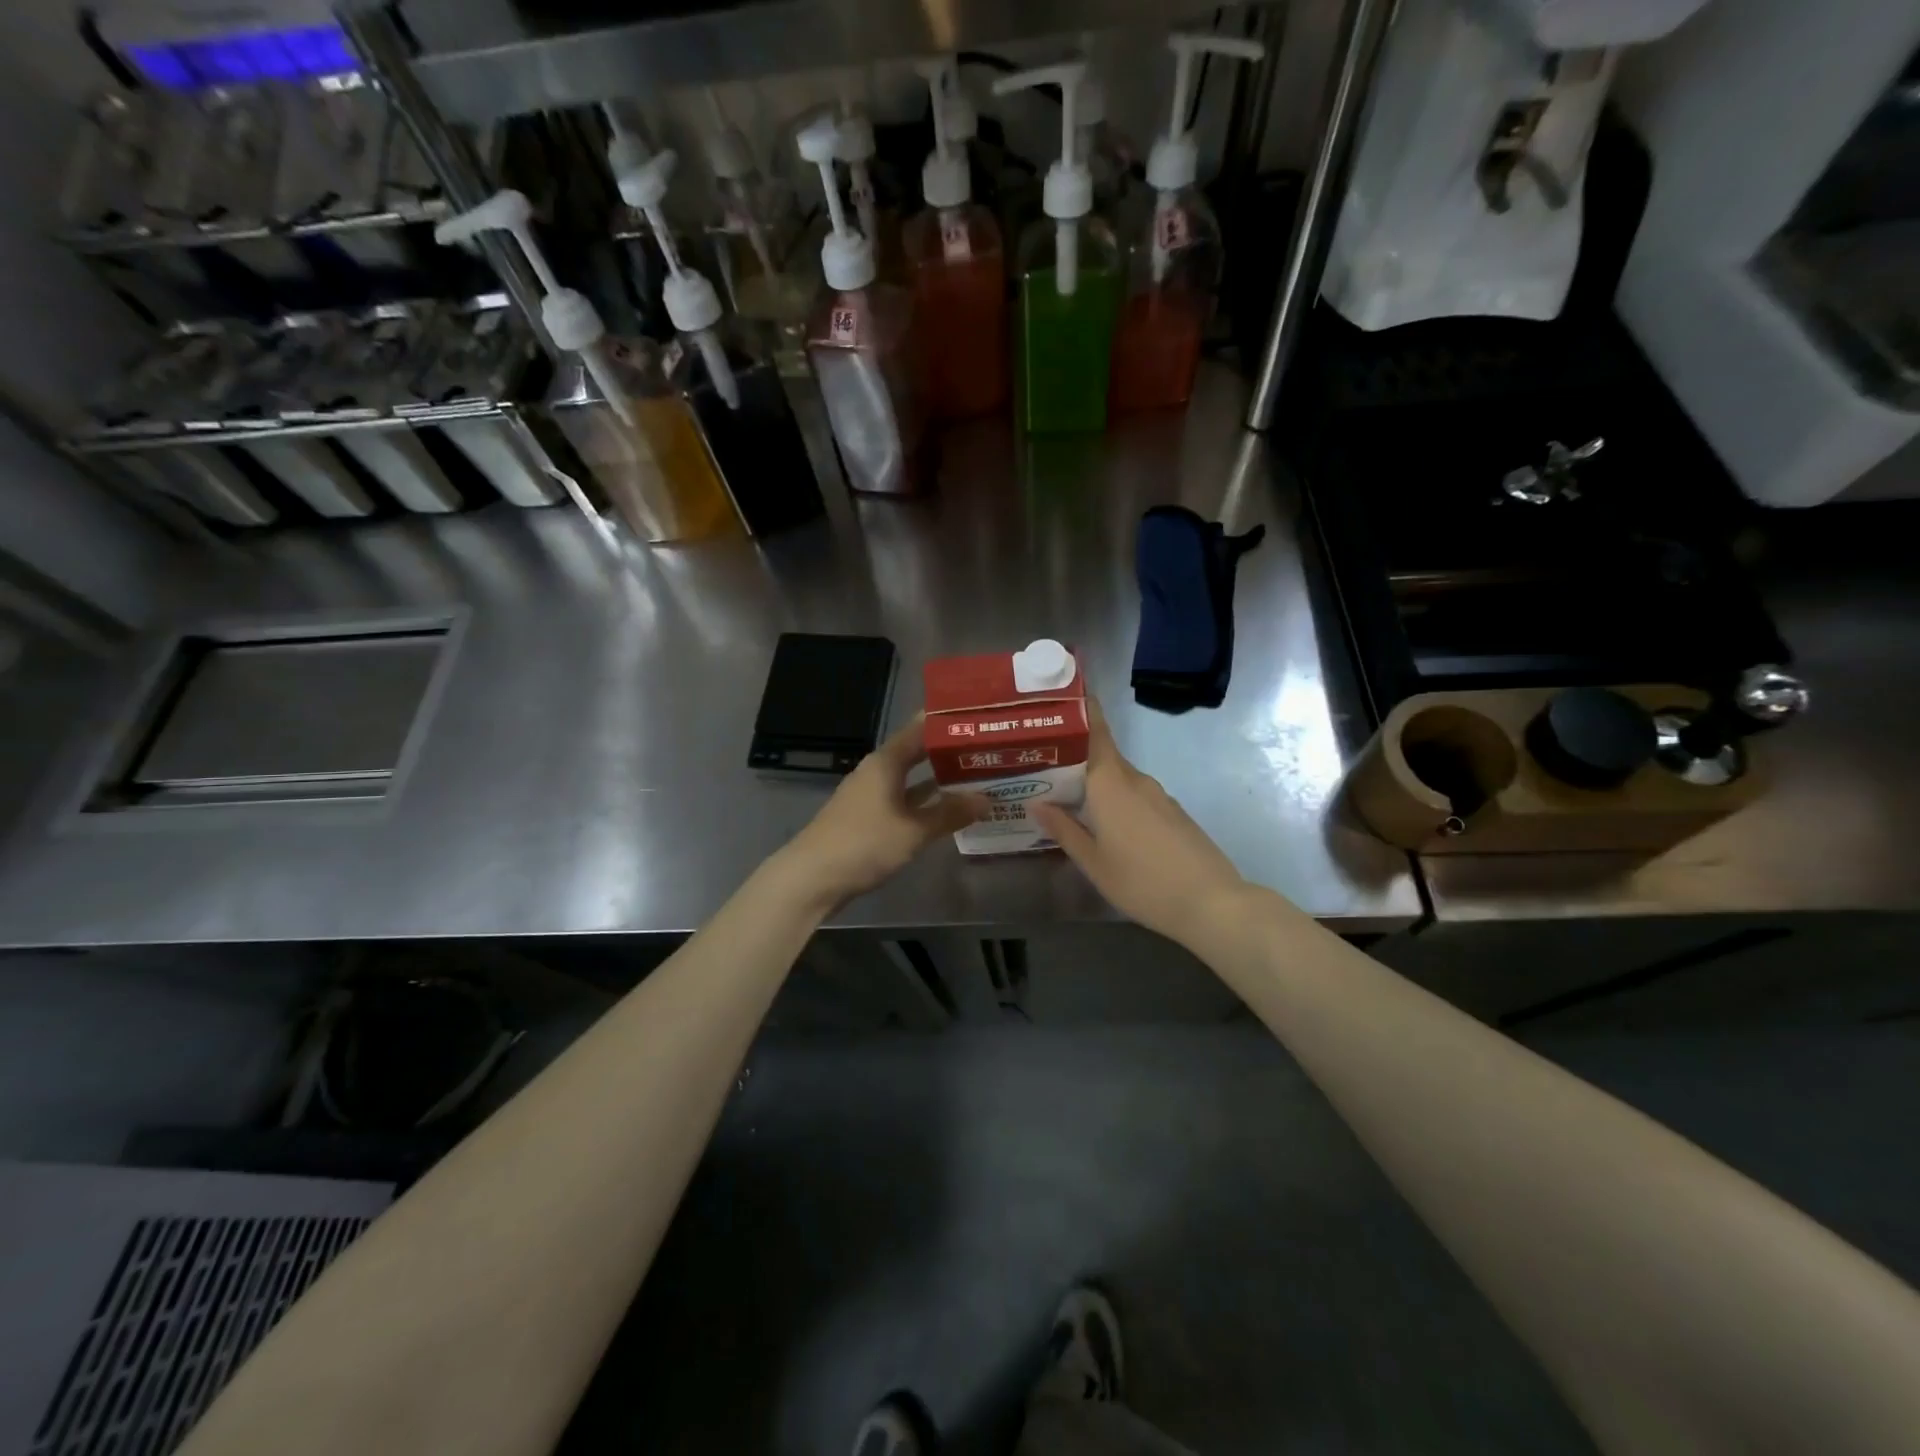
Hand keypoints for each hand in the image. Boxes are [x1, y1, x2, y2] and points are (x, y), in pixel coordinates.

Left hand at [772, 716, 987, 911]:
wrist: (812, 878)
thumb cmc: (864, 844)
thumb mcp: (913, 830)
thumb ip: (949, 813)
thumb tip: (987, 799)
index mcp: (886, 762)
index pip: (920, 728)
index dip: (947, 722)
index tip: (979, 716)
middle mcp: (878, 771)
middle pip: (918, 753)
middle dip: (949, 752)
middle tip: (988, 749)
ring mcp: (871, 795)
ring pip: (912, 779)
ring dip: (939, 779)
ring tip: (977, 776)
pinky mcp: (869, 818)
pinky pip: (905, 801)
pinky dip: (925, 803)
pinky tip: (948, 810)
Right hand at [1033, 701, 1249, 951]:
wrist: (1212, 903)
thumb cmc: (1142, 882)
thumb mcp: (1093, 862)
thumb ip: (1063, 829)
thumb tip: (1036, 803)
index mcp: (1111, 784)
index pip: (1095, 732)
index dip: (1081, 711)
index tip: (1061, 697)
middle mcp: (1136, 780)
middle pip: (1102, 756)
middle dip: (1074, 755)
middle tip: (1042, 761)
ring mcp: (1159, 796)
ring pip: (1119, 778)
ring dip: (1094, 781)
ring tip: (1065, 794)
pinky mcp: (1173, 813)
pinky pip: (1135, 795)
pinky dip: (1115, 798)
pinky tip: (1103, 821)